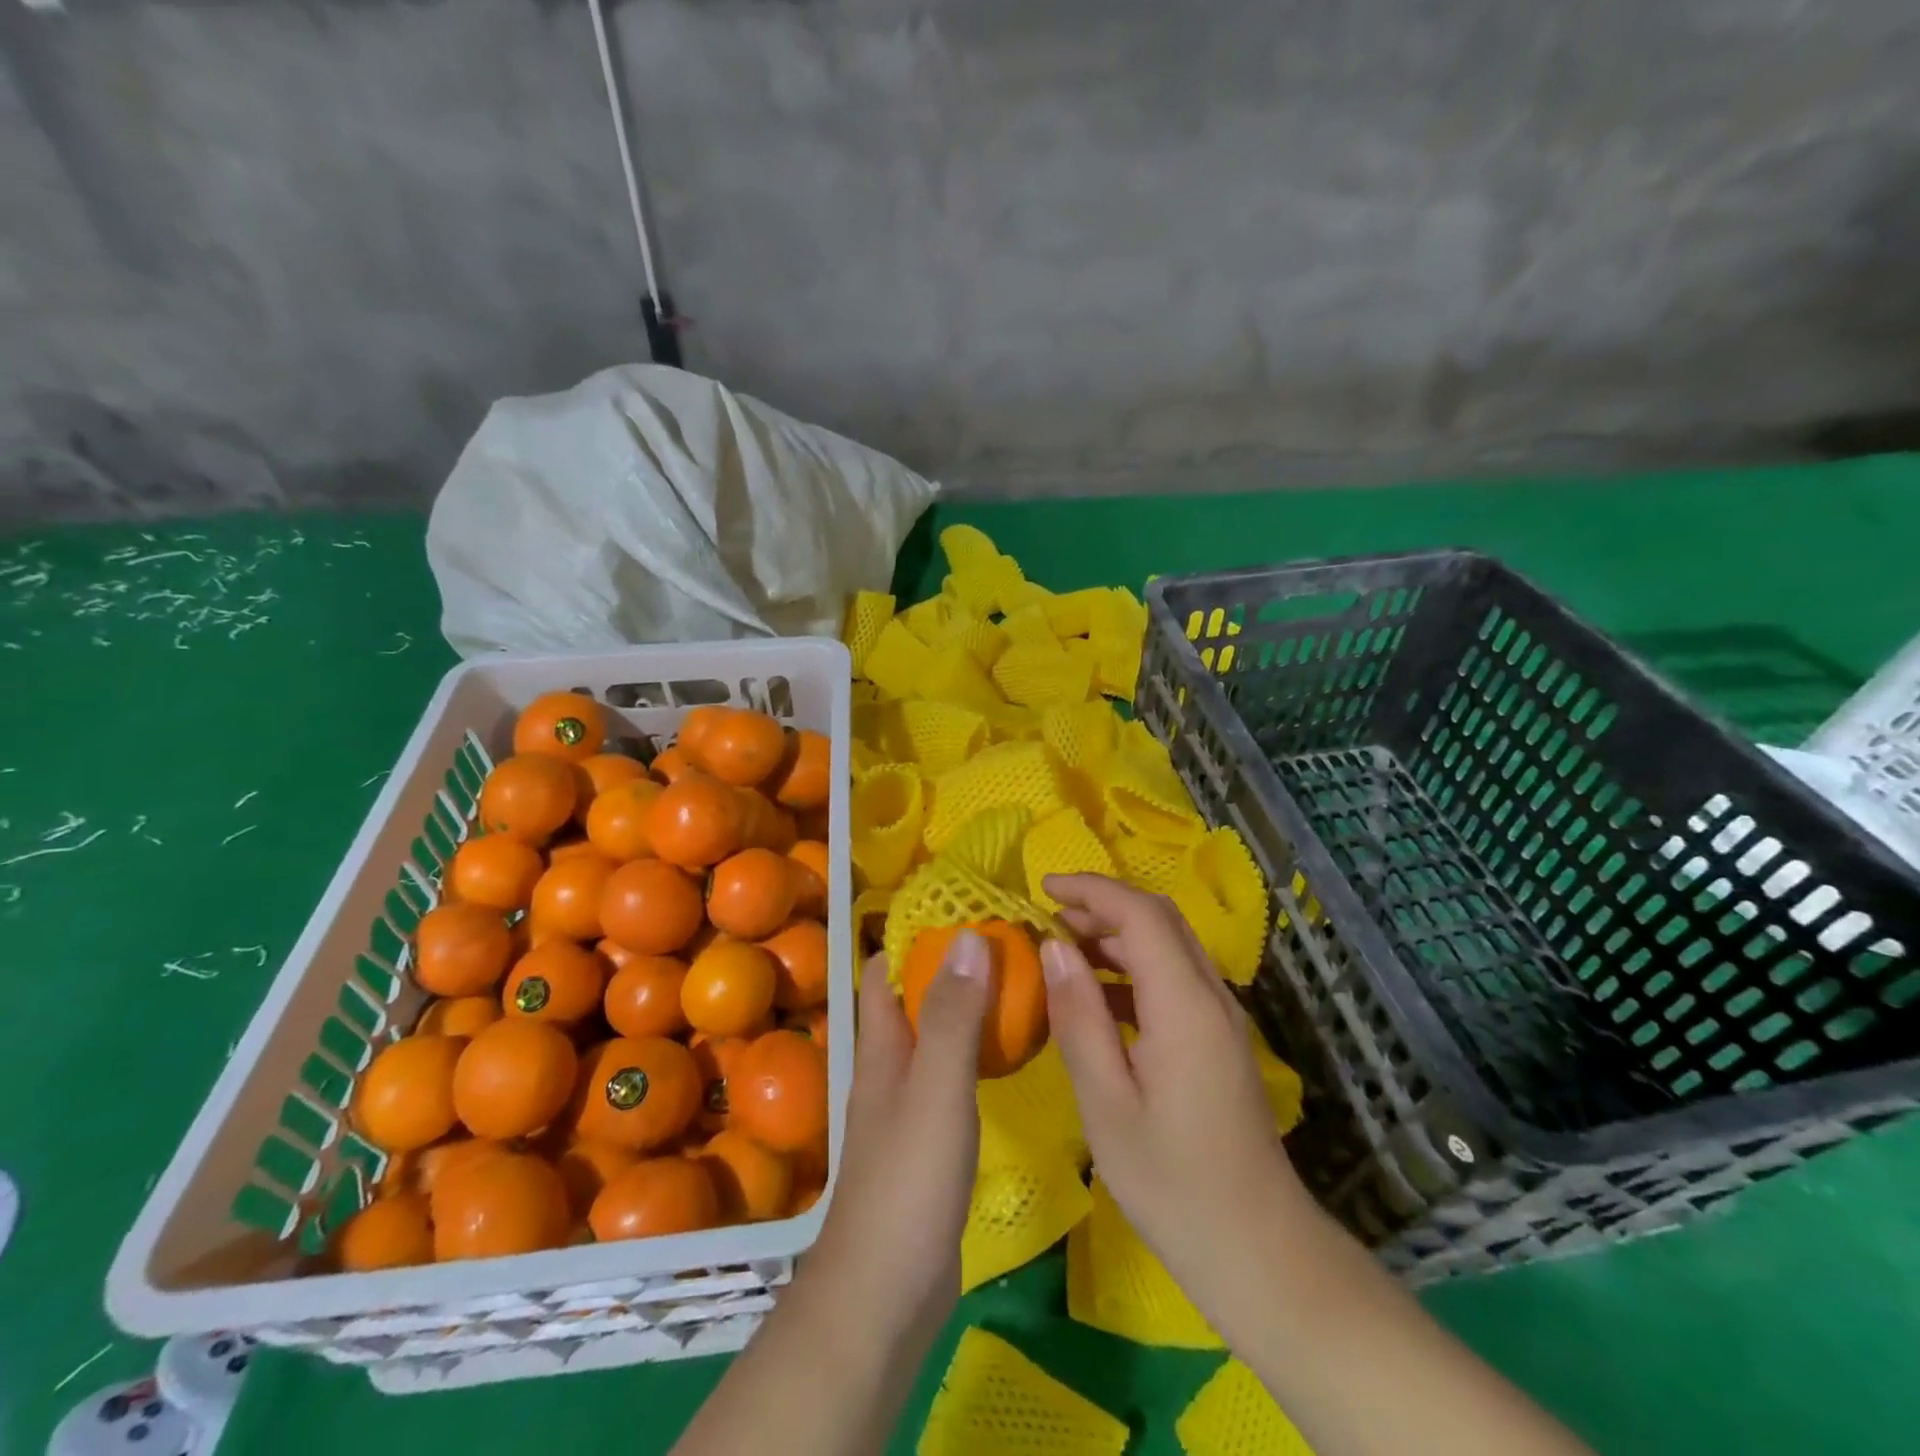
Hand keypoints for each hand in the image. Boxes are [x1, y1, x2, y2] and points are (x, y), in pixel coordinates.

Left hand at [802, 932, 991, 1338]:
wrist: (884, 1294)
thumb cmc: (907, 1181)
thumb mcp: (935, 1088)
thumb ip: (951, 1016)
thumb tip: (967, 935)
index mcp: (881, 1047)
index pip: (886, 971)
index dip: (917, 936)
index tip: (966, 911)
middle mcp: (889, 1067)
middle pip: (914, 1000)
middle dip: (952, 967)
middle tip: (1009, 945)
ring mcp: (908, 1106)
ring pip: (935, 1037)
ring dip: (966, 1008)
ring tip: (1018, 987)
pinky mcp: (928, 1141)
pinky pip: (951, 1076)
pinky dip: (975, 1054)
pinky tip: (1009, 1057)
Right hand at [1039, 874, 1316, 1320]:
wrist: (1257, 1247)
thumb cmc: (1171, 1180)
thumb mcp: (1105, 1102)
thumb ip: (1078, 1016)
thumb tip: (1053, 947)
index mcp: (1184, 1005)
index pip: (1139, 914)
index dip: (1090, 890)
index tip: (1041, 887)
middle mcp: (1211, 995)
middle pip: (1160, 919)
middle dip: (1102, 904)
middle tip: (1047, 918)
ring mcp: (1221, 1017)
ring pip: (1168, 945)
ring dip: (1116, 934)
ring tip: (1062, 948)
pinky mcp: (1218, 1038)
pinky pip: (1174, 978)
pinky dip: (1132, 968)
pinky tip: (1096, 996)